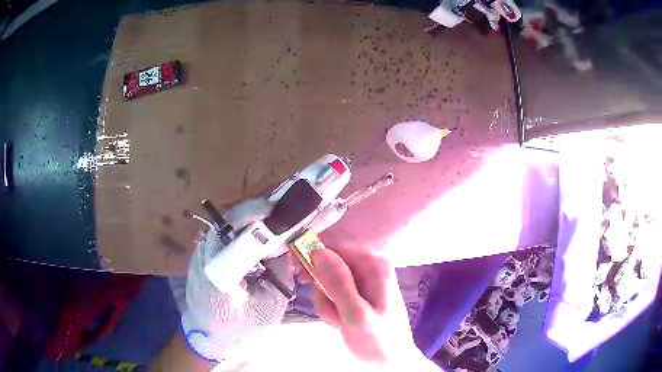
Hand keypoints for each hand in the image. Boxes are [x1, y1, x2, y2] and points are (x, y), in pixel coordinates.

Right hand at [306, 247, 433, 369]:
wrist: (388, 361)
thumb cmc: (378, 340)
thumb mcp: (356, 314)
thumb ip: (338, 283)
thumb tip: (318, 251)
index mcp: (374, 266)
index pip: (335, 247)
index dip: (313, 257)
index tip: (298, 273)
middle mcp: (369, 269)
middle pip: (329, 265)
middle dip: (323, 289)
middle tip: (329, 309)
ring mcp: (362, 283)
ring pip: (327, 283)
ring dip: (326, 303)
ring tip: (340, 321)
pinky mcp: (356, 296)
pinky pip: (332, 295)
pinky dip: (331, 309)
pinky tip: (341, 322)